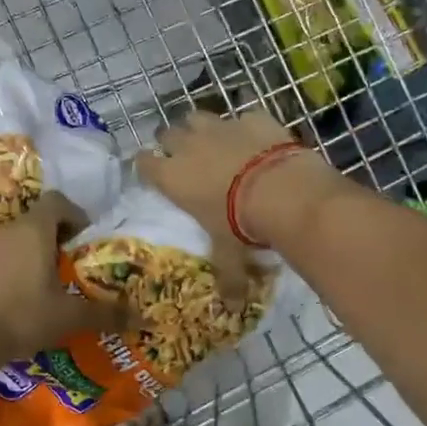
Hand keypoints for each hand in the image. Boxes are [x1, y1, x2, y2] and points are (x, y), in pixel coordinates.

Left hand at [0, 191, 126, 366]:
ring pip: (12, 240)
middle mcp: (6, 231)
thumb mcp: (69, 317)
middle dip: (54, 239)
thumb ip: (105, 314)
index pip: (57, 202)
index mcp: (34, 232)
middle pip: (35, 221)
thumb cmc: (22, 318)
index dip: (74, 214)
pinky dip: (7, 270)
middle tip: (67, 267)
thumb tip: (142, 318)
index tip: (83, 239)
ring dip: (29, 254)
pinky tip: (12, 300)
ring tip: (41, 286)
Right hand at [139, 109, 339, 278]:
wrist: (283, 191)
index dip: (147, 166)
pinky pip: (242, 116)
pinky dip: (245, 127)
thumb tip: (232, 309)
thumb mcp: (230, 254)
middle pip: (166, 133)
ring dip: (202, 128)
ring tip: (215, 143)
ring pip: (197, 116)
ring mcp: (220, 126)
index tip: (153, 173)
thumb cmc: (242, 225)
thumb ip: (228, 277)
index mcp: (172, 177)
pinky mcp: (252, 116)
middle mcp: (188, 145)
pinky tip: (257, 140)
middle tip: (185, 158)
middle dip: (172, 142)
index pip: (143, 163)